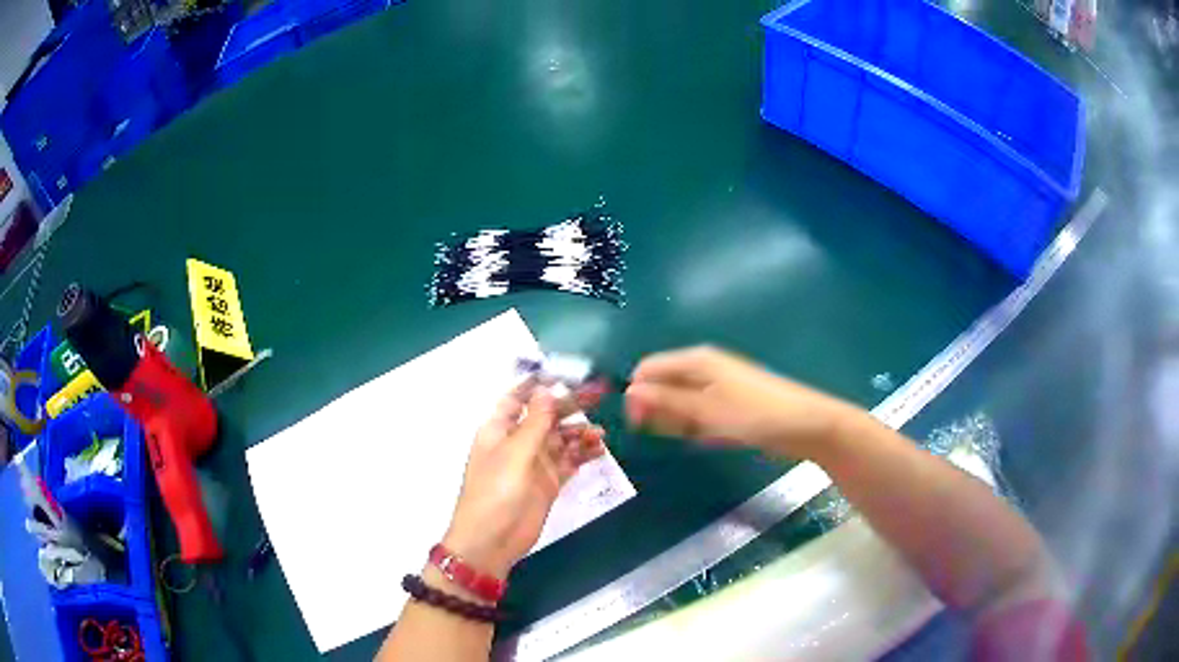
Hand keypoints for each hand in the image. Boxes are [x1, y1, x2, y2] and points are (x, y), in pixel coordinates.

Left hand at [443, 386, 605, 578]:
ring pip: (561, 439)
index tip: (567, 373)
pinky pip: (569, 462)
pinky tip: (600, 450)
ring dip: (580, 433)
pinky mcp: (548, 483)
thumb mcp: (515, 453)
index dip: (540, 384)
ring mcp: (534, 463)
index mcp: (499, 429)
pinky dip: (584, 454)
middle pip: (546, 416)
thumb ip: (535, 422)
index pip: (519, 397)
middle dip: (570, 405)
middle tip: (599, 395)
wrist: (491, 541)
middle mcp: (517, 442)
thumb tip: (547, 389)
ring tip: (601, 434)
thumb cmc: (495, 492)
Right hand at [625, 346, 851, 457]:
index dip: (637, 394)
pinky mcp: (729, 404)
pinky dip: (699, 427)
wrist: (804, 425)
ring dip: (680, 422)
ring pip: (681, 403)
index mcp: (696, 360)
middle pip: (664, 384)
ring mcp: (718, 386)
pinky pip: (700, 414)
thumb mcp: (705, 410)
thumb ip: (666, 400)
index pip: (648, 368)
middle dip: (659, 410)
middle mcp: (703, 368)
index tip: (638, 425)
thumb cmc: (753, 415)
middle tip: (675, 434)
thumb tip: (630, 391)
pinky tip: (712, 438)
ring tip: (699, 436)